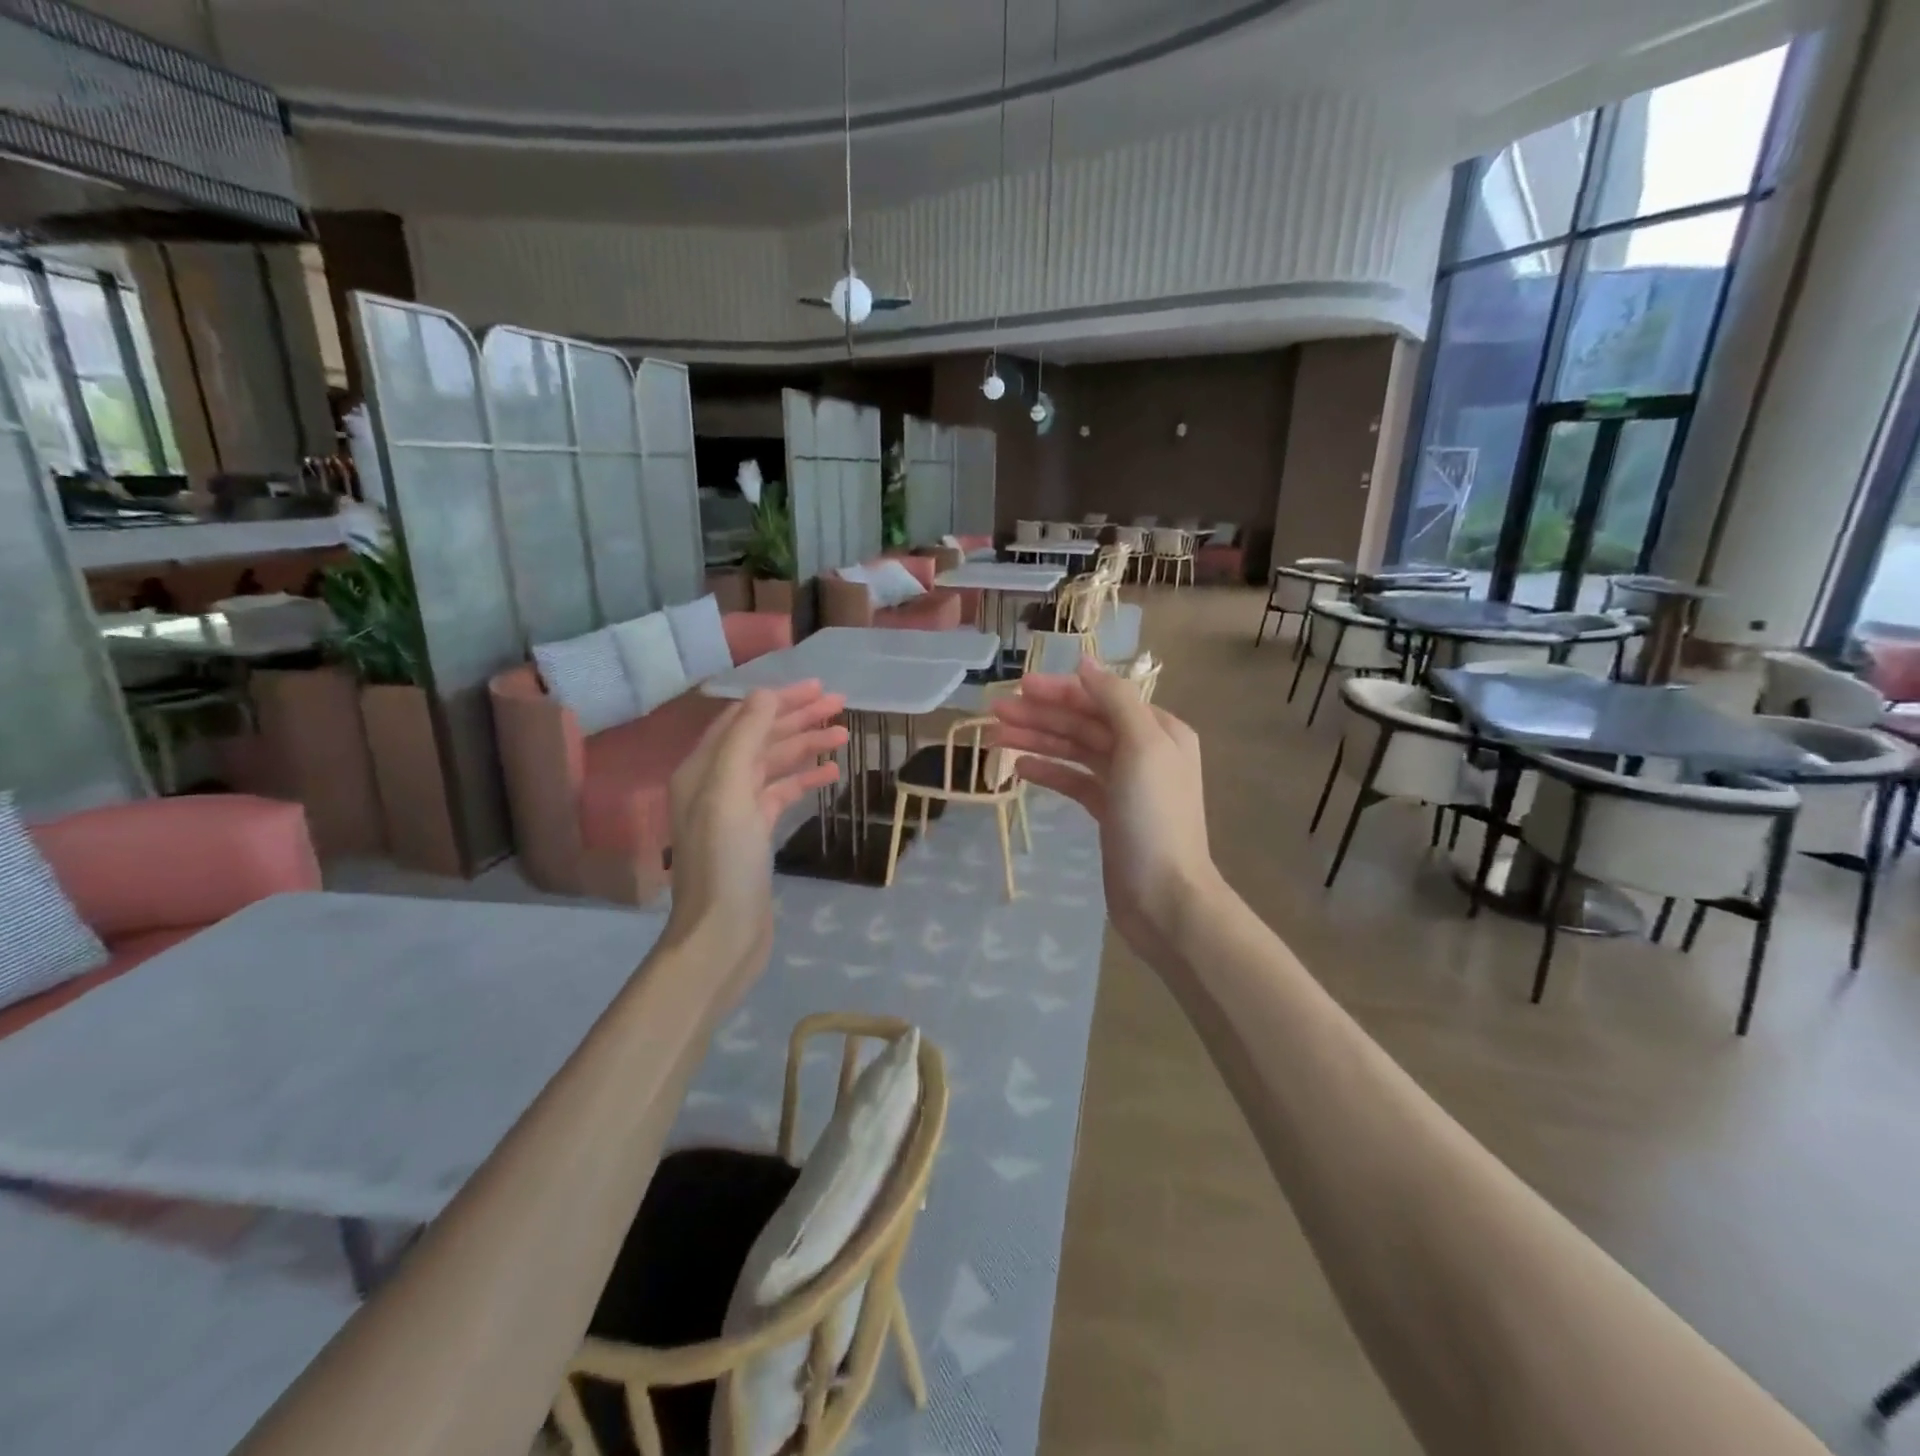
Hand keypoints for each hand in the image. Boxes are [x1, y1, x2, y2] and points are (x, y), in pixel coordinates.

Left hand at [665, 683, 846, 962]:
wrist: (722, 933)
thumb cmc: (724, 861)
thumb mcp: (729, 792)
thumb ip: (745, 739)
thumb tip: (767, 694)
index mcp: (702, 768)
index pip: (743, 718)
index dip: (779, 699)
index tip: (818, 687)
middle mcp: (715, 783)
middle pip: (761, 738)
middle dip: (798, 718)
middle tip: (840, 704)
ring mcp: (735, 810)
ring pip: (774, 765)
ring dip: (806, 747)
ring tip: (844, 735)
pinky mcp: (755, 834)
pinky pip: (781, 794)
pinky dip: (805, 780)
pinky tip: (832, 774)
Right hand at [991, 659, 1219, 953]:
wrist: (1164, 897)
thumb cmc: (1154, 818)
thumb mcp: (1142, 747)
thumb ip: (1115, 700)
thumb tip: (1086, 664)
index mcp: (1159, 729)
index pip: (1101, 698)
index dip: (1060, 691)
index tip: (1018, 687)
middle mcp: (1145, 750)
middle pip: (1085, 723)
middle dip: (1041, 715)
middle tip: (995, 711)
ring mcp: (1126, 783)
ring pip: (1076, 751)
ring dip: (1038, 741)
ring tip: (995, 737)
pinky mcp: (1110, 812)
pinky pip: (1075, 781)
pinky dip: (1049, 771)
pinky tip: (1019, 768)